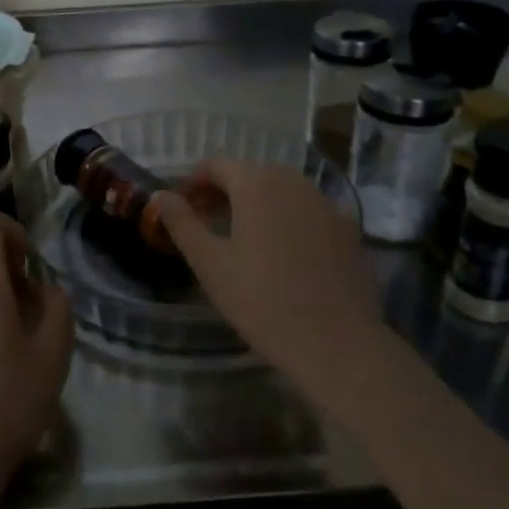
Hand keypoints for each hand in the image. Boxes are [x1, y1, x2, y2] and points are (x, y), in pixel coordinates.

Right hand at [153, 160, 384, 405]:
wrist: (337, 343)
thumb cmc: (262, 302)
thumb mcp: (210, 264)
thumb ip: (182, 223)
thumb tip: (160, 195)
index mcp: (257, 185)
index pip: (218, 165)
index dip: (194, 181)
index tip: (182, 207)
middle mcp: (294, 182)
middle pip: (251, 173)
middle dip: (225, 191)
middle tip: (206, 222)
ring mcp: (326, 204)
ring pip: (282, 190)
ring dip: (257, 203)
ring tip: (242, 237)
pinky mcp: (348, 229)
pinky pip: (308, 211)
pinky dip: (288, 218)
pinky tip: (284, 254)